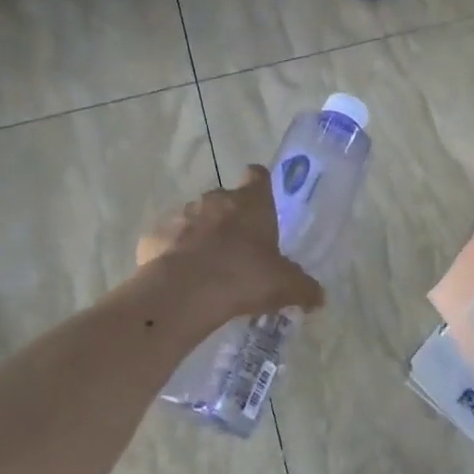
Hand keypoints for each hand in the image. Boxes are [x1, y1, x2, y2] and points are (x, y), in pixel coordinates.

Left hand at [136, 166, 324, 321]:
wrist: (184, 293)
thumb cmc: (244, 277)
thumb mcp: (285, 286)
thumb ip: (304, 288)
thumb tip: (320, 297)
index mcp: (250, 202)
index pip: (258, 176)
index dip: (260, 186)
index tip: (262, 205)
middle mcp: (215, 199)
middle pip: (224, 200)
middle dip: (229, 219)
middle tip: (238, 251)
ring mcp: (180, 215)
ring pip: (193, 220)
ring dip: (200, 236)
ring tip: (206, 270)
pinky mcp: (153, 237)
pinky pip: (167, 242)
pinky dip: (172, 255)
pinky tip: (180, 279)